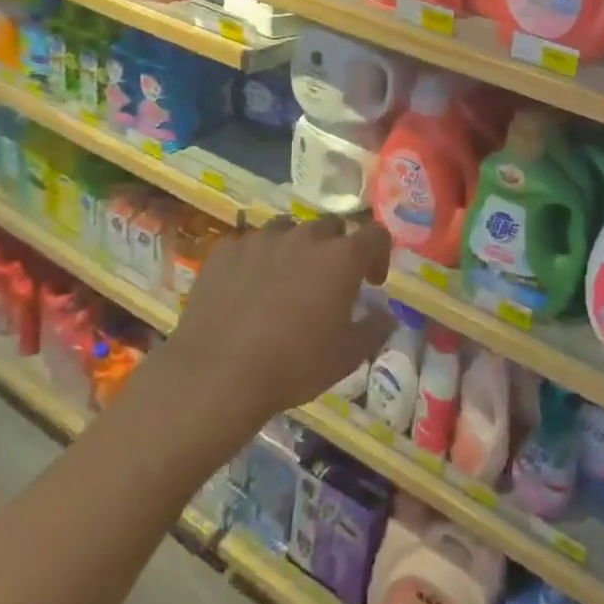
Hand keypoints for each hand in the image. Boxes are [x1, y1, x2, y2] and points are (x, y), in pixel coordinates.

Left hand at [160, 215, 394, 442]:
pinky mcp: (226, 250)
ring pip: (288, 230)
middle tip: (328, 284)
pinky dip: (256, 260)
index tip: (371, 281)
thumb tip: (386, 315)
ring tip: (286, 282)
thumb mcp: (347, 356)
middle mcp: (304, 237)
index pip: (375, 234)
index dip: (379, 254)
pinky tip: (247, 289)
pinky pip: (249, 244)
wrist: (217, 376)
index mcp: (341, 257)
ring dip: (296, 249)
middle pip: (331, 227)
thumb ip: (375, 329)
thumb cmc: (293, 366)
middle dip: (336, 249)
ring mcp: (262, 239)